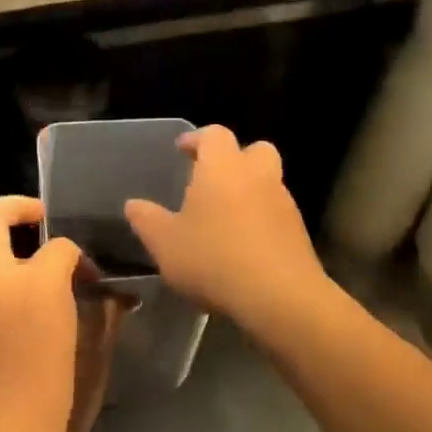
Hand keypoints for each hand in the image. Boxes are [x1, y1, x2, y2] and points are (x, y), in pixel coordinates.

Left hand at [0, 197, 124, 431]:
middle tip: (40, 221)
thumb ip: (102, 317)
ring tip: (41, 309)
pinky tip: (20, 344)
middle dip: (16, 208)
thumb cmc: (59, 401)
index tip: (91, 280)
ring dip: (14, 272)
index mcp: (35, 284)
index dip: (80, 257)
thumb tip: (112, 299)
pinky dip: (2, 307)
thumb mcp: (93, 357)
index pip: (60, 245)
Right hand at [124, 126, 327, 329]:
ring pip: (268, 182)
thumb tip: (133, 204)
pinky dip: (261, 219)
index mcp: (222, 167)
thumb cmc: (213, 259)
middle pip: (254, 150)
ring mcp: (283, 203)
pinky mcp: (298, 232)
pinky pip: (276, 213)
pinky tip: (243, 245)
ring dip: (249, 191)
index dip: (197, 139)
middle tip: (212, 179)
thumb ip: (147, 220)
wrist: (279, 296)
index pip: (214, 134)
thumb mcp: (165, 244)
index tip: (182, 150)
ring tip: (224, 218)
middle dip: (235, 158)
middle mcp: (257, 175)